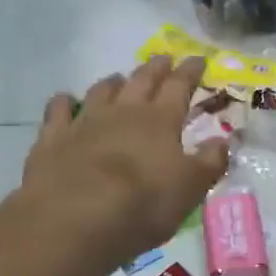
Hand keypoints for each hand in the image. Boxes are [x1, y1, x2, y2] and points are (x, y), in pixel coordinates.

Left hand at [2, 56, 228, 271]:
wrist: (75, 218)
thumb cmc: (143, 204)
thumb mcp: (190, 188)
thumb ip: (209, 162)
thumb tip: (222, 141)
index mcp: (160, 121)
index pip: (179, 86)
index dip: (190, 72)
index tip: (198, 58)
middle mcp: (123, 112)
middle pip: (141, 81)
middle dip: (155, 68)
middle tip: (163, 58)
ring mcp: (84, 122)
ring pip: (101, 91)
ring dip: (113, 82)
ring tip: (119, 78)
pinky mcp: (52, 139)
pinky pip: (58, 111)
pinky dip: (64, 102)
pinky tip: (65, 99)